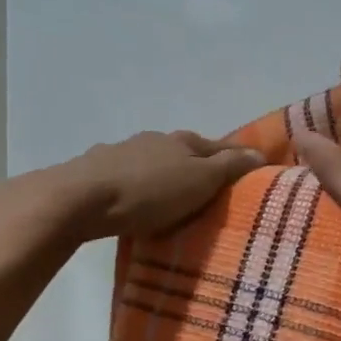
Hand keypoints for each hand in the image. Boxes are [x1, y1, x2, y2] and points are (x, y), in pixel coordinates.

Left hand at [55, 131, 264, 240]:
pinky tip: (135, 200)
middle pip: (185, 152)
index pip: (220, 146)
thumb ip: (228, 167)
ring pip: (154, 162)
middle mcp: (154, 140)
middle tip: (212, 190)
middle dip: (199, 166)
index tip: (251, 172)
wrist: (80, 198)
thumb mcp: (199, 180)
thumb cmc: (148, 192)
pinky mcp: (97, 171)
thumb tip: (259, 153)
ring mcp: (122, 152)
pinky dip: (138, 186)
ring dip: (165, 175)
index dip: (237, 158)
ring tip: (173, 199)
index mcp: (183, 141)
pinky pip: (128, 176)